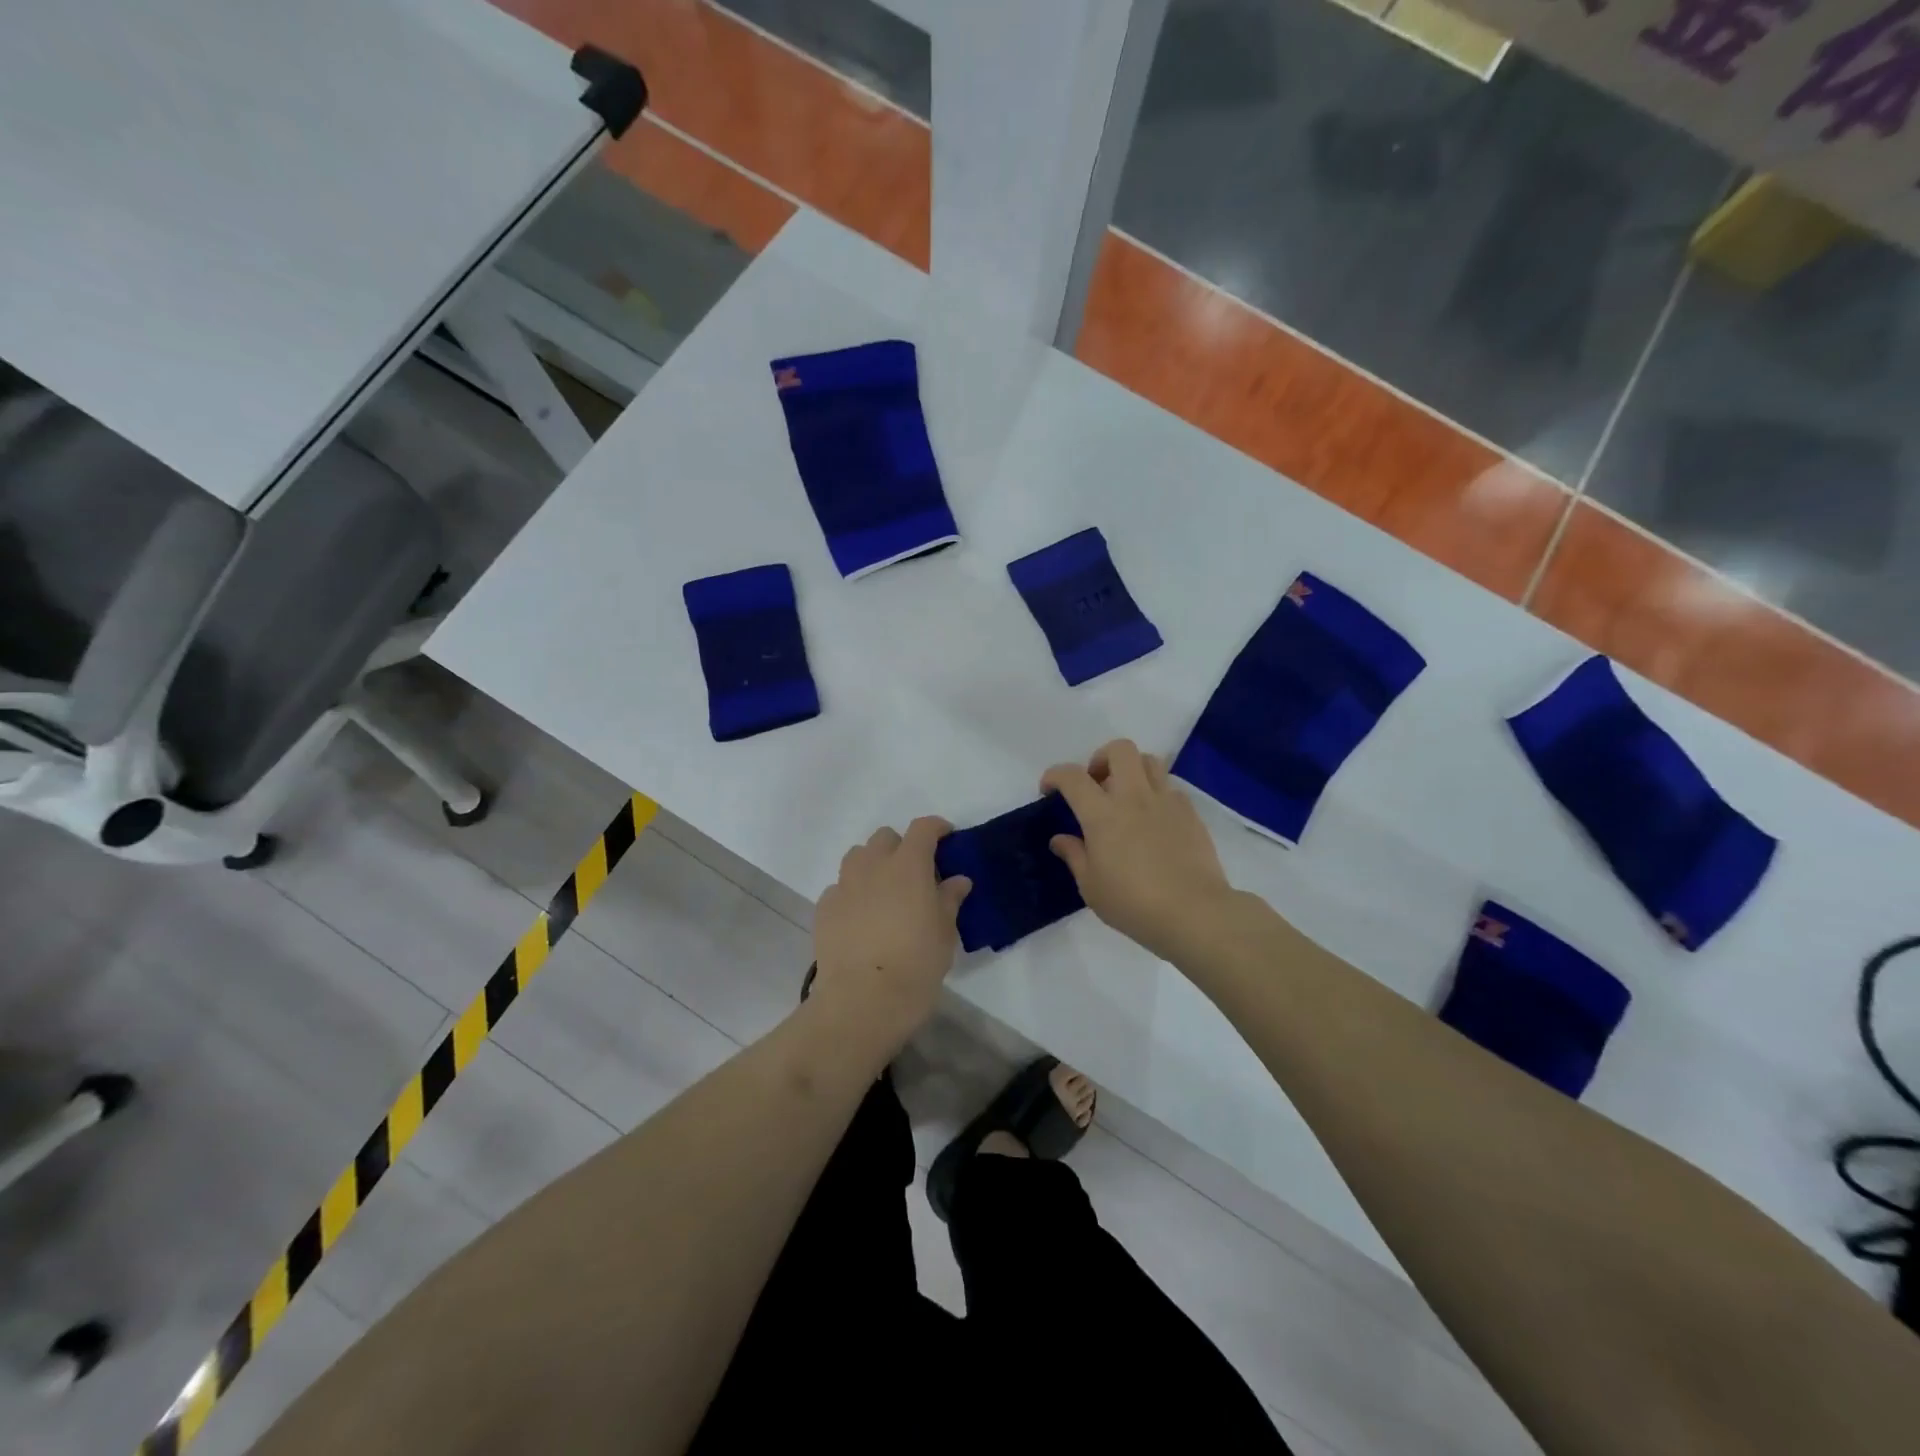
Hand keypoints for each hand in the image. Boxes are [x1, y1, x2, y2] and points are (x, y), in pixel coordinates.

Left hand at [810, 817, 971, 1048]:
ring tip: (884, 892)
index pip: (923, 829)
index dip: (936, 828)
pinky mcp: (824, 908)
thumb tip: (957, 880)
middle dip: (901, 847)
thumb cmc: (915, 964)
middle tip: (914, 874)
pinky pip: (840, 887)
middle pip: (885, 837)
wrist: (862, 1001)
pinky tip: (861, 918)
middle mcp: (873, 865)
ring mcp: (844, 885)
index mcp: (908, 865)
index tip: (946, 837)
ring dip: (873, 864)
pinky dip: (853, 893)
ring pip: (857, 857)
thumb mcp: (945, 933)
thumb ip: (949, 899)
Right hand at [1041, 740, 1232, 961]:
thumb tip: (1060, 839)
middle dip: (1101, 758)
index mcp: (1102, 814)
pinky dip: (1156, 794)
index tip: (1049, 790)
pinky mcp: (1190, 813)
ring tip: (1126, 797)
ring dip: (1132, 770)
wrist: (1194, 912)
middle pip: (1119, 750)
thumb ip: (1074, 856)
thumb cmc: (1133, 903)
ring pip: (1149, 760)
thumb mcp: (1091, 887)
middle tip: (1096, 784)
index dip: (1055, 775)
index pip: (1072, 777)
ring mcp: (1166, 801)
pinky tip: (1153, 821)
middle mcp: (1134, 797)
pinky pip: (1170, 788)